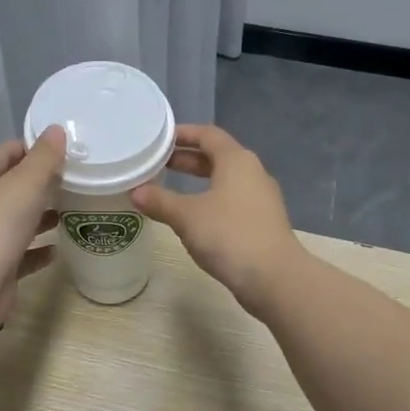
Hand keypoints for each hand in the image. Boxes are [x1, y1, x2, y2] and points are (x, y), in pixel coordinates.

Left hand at [0, 127, 66, 325]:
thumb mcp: (26, 183)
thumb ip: (44, 158)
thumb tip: (56, 130)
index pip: (7, 152)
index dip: (33, 148)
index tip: (64, 152)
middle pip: (12, 187)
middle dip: (41, 184)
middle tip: (74, 182)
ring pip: (17, 220)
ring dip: (41, 216)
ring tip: (70, 212)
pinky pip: (22, 252)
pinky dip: (38, 249)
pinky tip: (57, 249)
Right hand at [130, 125, 302, 316]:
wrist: (273, 276)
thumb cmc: (229, 235)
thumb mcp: (187, 216)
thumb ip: (160, 201)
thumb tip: (136, 191)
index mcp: (237, 160)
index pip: (208, 134)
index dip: (183, 134)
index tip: (160, 139)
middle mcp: (253, 173)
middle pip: (218, 157)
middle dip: (188, 160)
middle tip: (159, 164)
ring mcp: (261, 199)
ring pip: (226, 181)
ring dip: (199, 182)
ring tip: (171, 189)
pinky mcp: (262, 223)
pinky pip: (232, 202)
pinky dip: (211, 201)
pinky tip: (194, 218)